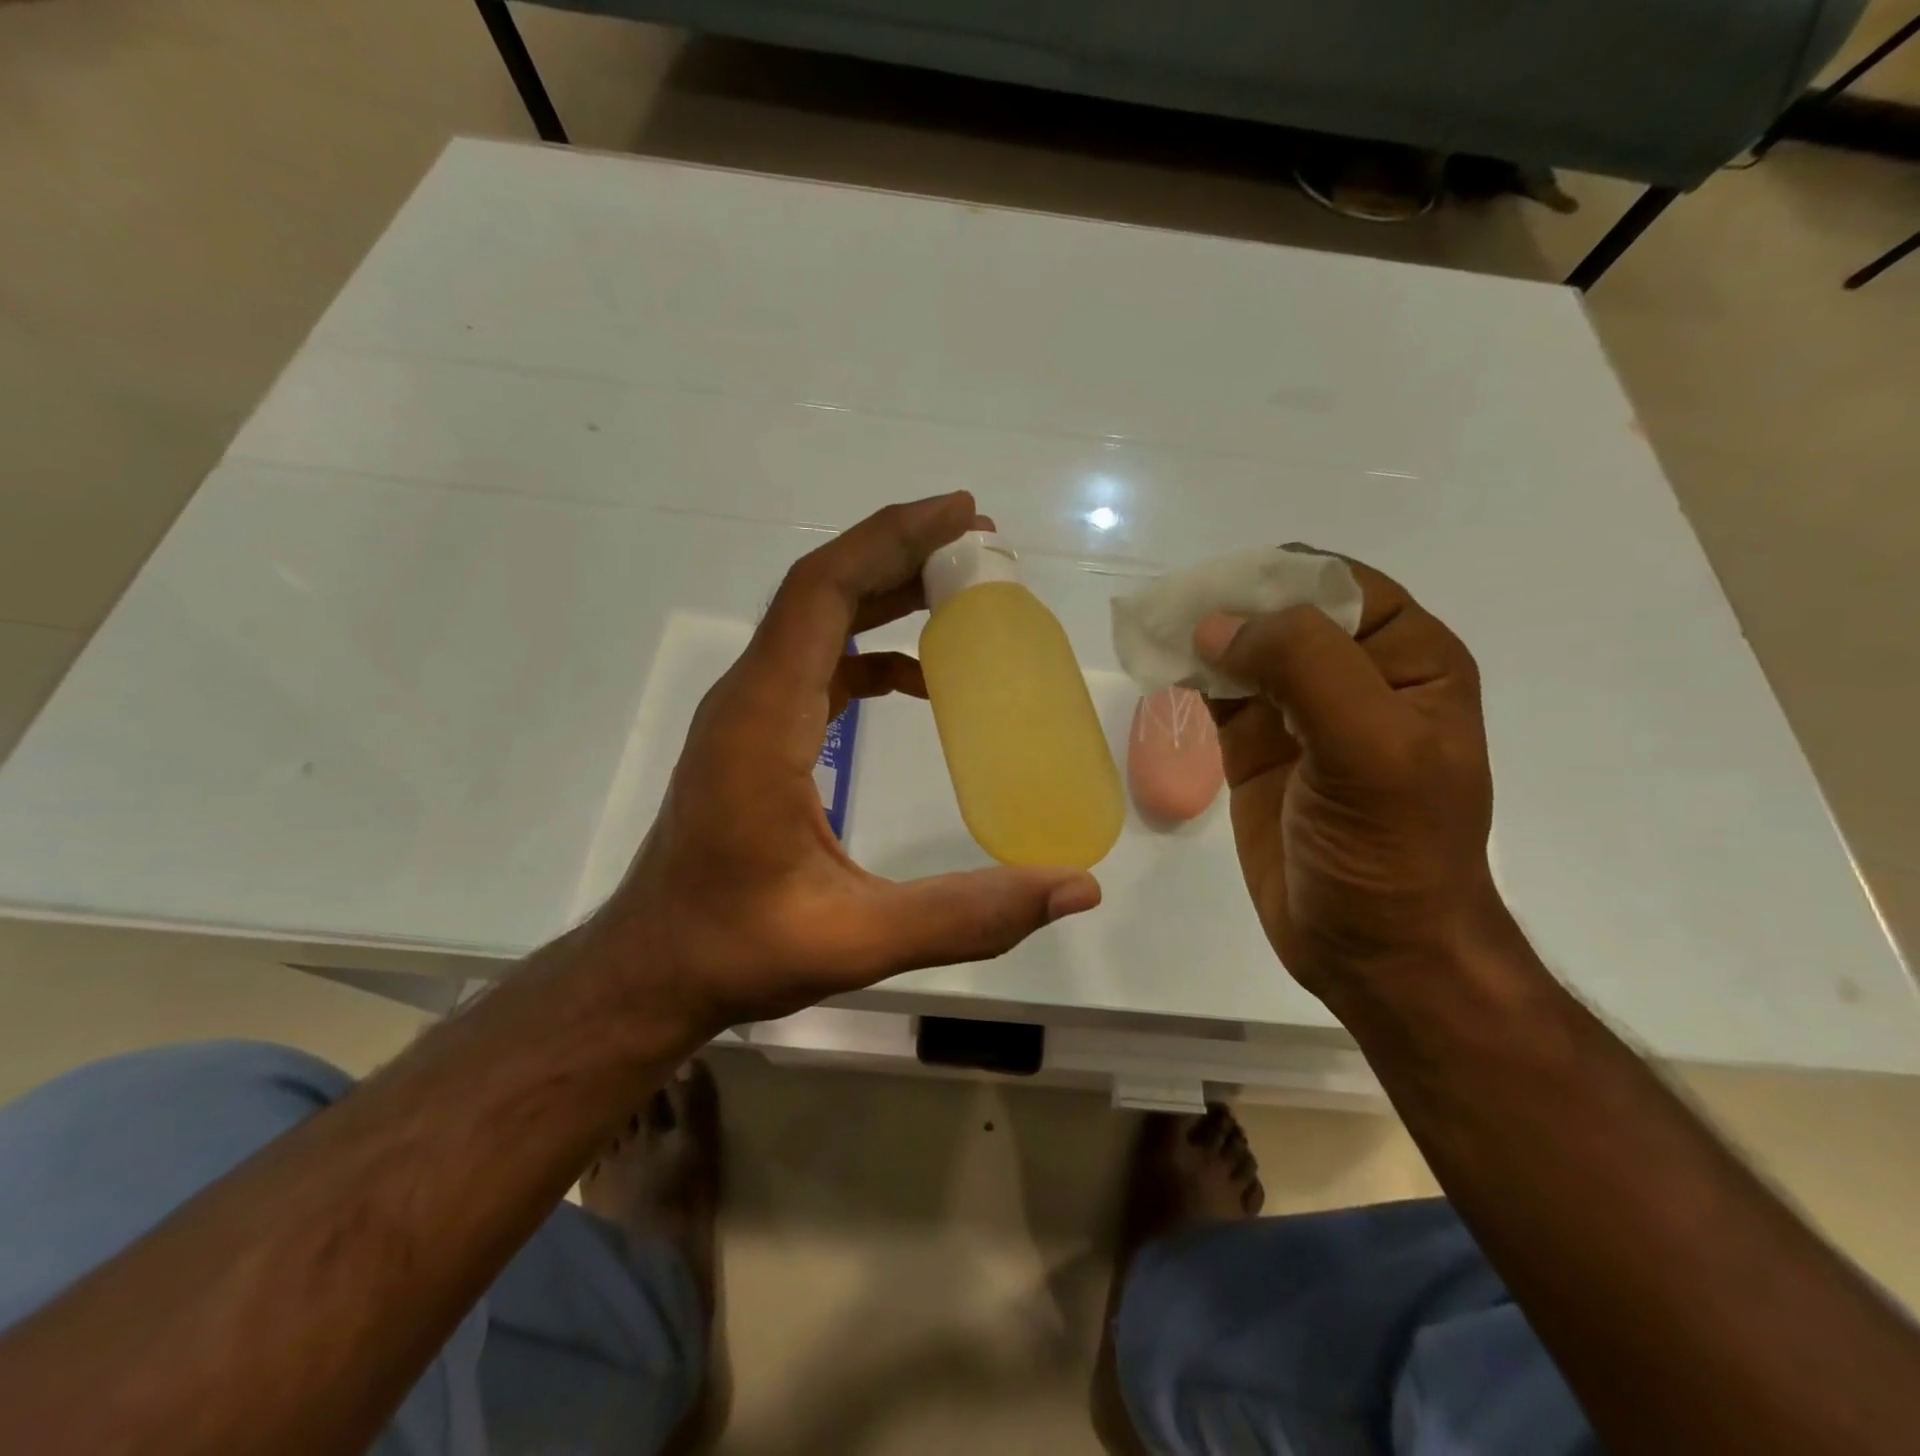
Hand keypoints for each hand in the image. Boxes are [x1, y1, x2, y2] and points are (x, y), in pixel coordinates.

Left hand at [594, 492, 1101, 1041]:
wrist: (653, 966)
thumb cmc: (737, 948)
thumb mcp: (857, 939)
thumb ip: (967, 915)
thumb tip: (1077, 890)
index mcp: (763, 720)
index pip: (824, 594)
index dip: (892, 540)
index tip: (963, 518)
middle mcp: (750, 697)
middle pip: (824, 590)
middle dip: (902, 553)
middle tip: (984, 547)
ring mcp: (750, 713)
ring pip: (820, 621)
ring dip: (887, 594)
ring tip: (964, 592)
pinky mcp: (757, 734)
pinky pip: (819, 664)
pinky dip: (872, 651)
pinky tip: (922, 679)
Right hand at [1194, 562, 1500, 998]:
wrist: (1372, 949)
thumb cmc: (1390, 851)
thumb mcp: (1370, 748)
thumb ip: (1305, 668)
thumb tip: (1217, 625)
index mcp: (1407, 659)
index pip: (1337, 585)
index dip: (1277, 577)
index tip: (1216, 590)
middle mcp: (1354, 676)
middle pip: (1282, 611)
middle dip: (1229, 604)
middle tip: (1170, 611)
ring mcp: (1299, 714)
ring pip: (1244, 650)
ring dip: (1201, 637)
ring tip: (1154, 632)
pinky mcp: (1256, 749)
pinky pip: (1218, 693)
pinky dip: (1188, 676)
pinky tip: (1159, 670)